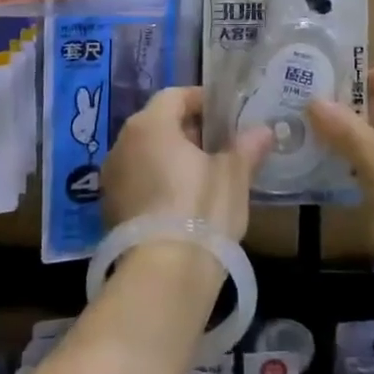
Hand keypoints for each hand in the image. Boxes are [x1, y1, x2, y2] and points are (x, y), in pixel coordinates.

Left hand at [103, 86, 272, 243]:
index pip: (175, 96)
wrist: (162, 277)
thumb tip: (263, 131)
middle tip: (220, 146)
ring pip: (146, 154)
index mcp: (150, 124)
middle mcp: (122, 143)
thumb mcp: (233, 176)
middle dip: (188, 131)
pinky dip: (158, 183)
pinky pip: (137, 182)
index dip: (202, 101)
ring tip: (204, 176)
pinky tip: (182, 204)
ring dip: (172, 158)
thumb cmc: (200, 210)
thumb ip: (246, 148)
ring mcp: (111, 179)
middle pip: (158, 123)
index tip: (226, 116)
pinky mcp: (110, 211)